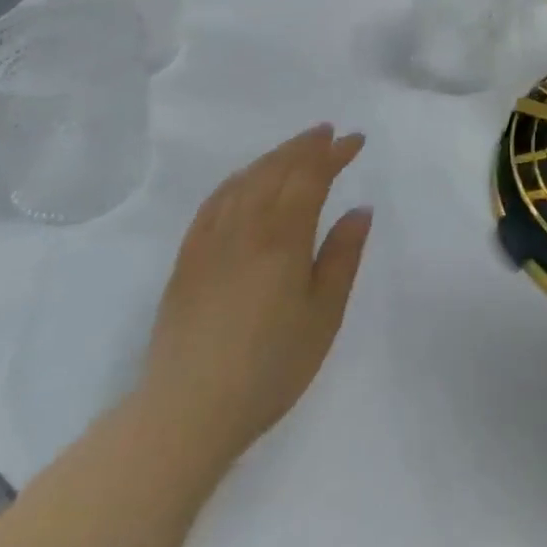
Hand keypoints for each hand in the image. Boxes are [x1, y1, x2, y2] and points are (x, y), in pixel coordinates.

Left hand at [136, 125, 372, 469]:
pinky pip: (214, 202)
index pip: (311, 176)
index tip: (355, 141)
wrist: (186, 413)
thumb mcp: (323, 316)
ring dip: (273, 157)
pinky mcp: (187, 259)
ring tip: (295, 149)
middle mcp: (246, 226)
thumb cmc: (270, 367)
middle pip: (277, 169)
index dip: (334, 154)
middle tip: (328, 133)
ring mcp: (211, 240)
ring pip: (245, 180)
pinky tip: (245, 180)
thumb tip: (360, 209)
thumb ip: (342, 257)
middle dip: (305, 146)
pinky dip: (237, 179)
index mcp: (283, 237)